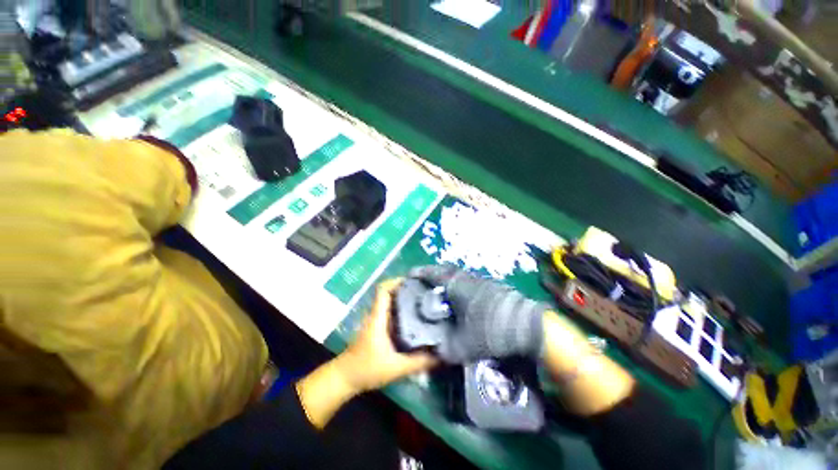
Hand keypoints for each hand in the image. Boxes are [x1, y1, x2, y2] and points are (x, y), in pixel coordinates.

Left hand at [335, 279, 437, 392]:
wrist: (345, 378)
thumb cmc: (366, 369)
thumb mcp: (395, 368)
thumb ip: (418, 362)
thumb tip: (441, 356)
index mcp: (378, 317)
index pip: (383, 290)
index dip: (397, 281)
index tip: (414, 281)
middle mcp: (377, 314)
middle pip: (391, 293)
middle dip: (407, 290)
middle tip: (427, 292)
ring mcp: (377, 320)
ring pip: (392, 303)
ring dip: (406, 300)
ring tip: (425, 303)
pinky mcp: (379, 327)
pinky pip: (392, 313)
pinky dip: (403, 311)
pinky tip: (416, 318)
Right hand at [409, 265, 548, 362]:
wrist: (527, 325)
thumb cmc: (491, 330)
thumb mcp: (465, 345)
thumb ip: (446, 349)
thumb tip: (435, 351)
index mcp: (457, 285)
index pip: (434, 274)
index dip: (421, 273)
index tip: (411, 274)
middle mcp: (468, 278)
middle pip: (446, 270)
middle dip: (434, 273)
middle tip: (425, 281)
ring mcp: (482, 280)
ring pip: (459, 275)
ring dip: (448, 279)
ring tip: (442, 290)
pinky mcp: (492, 286)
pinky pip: (470, 281)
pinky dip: (461, 285)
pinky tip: (463, 299)